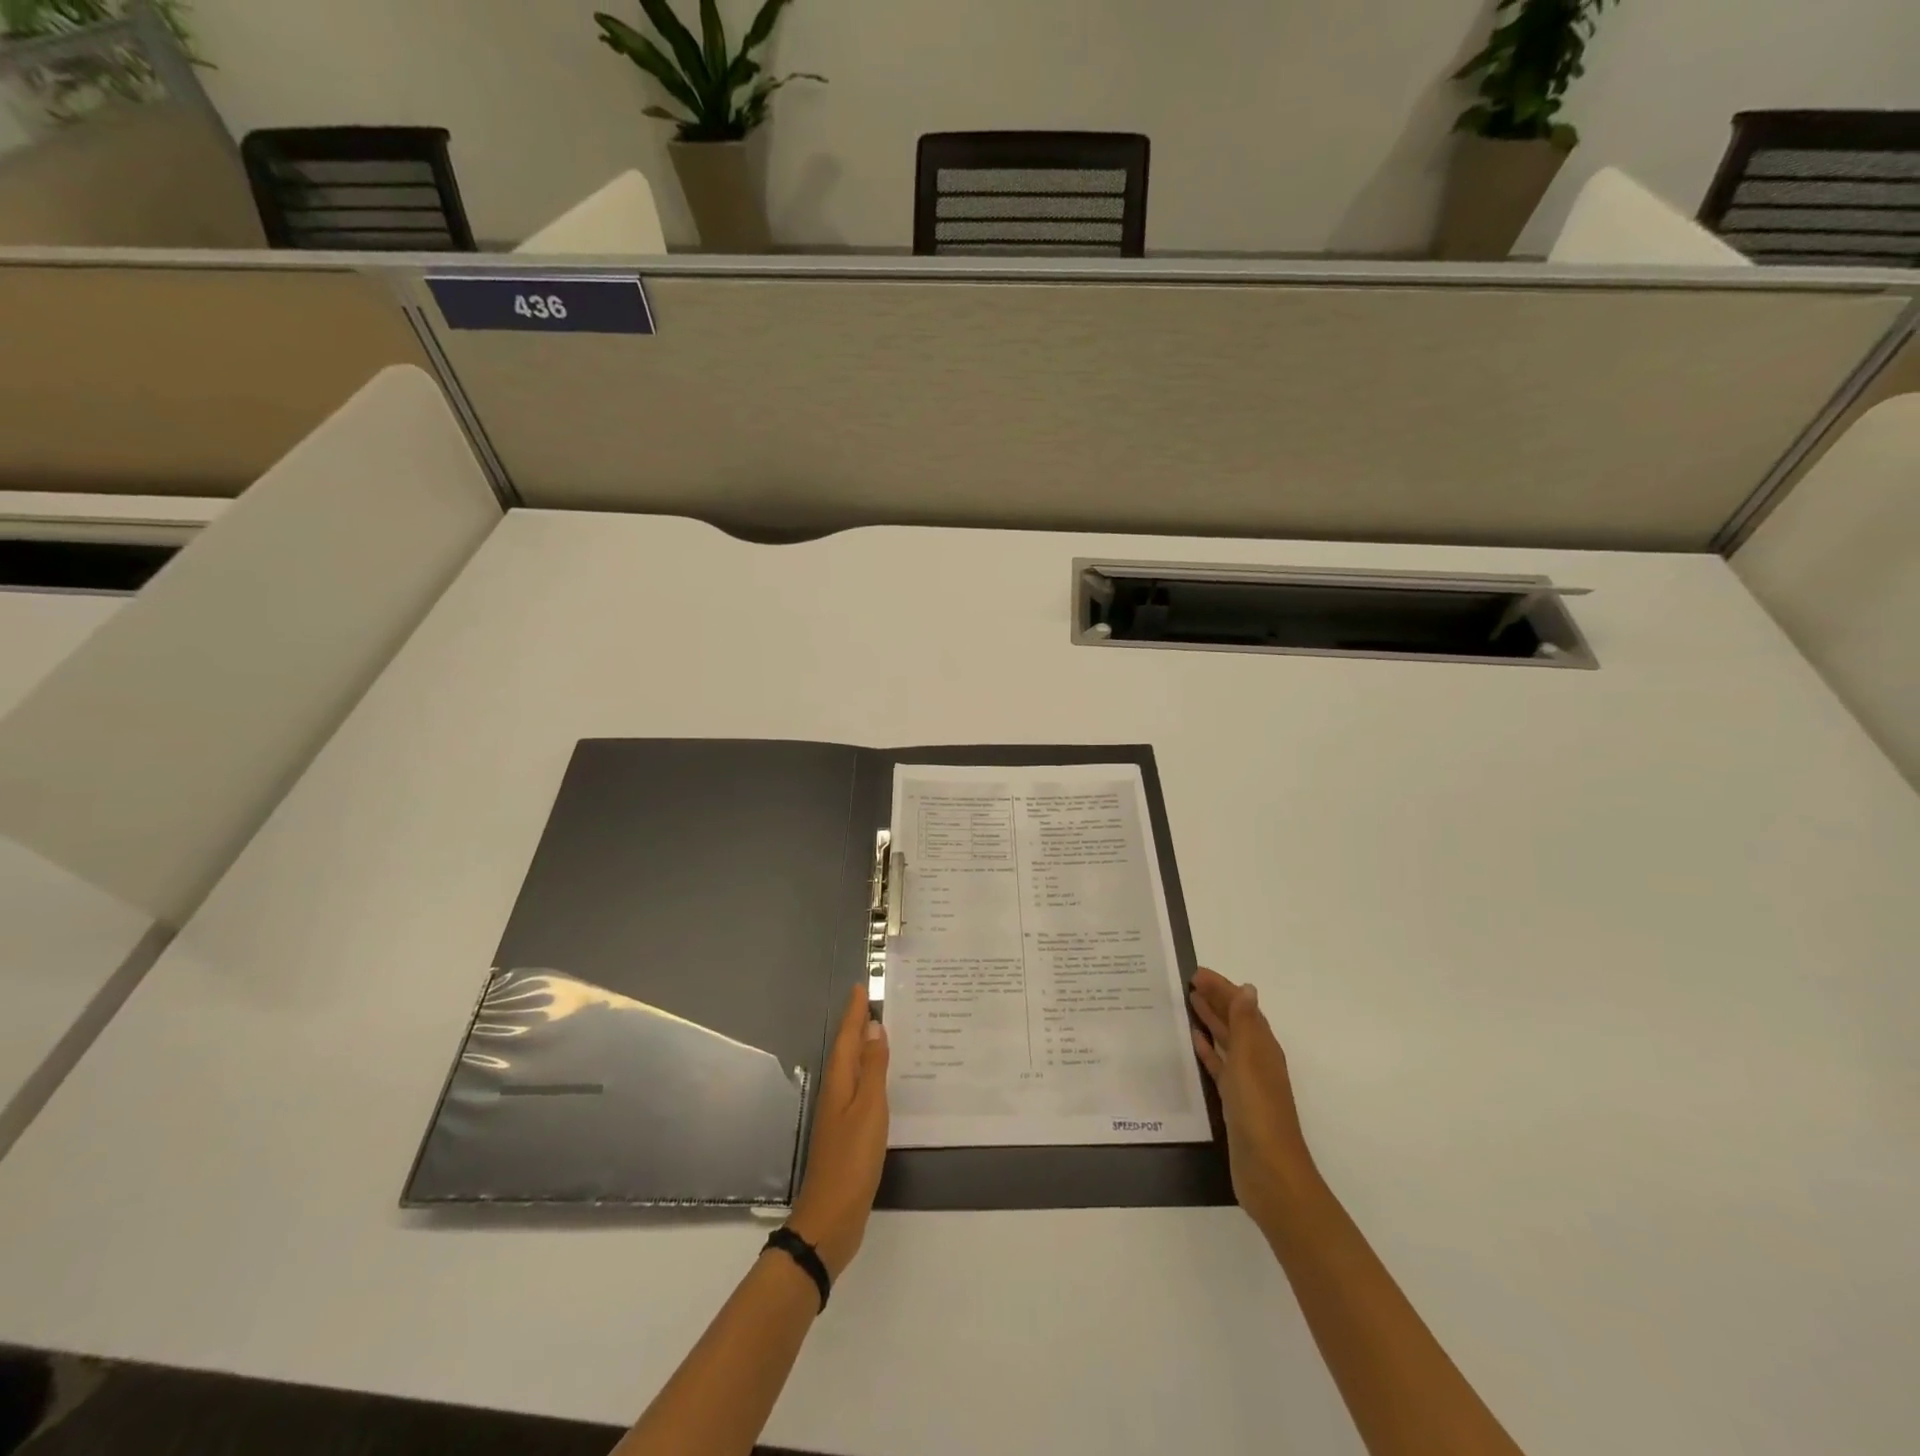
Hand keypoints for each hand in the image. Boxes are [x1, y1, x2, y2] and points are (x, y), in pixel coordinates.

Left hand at [787, 985, 888, 1280]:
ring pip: (853, 1068)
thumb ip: (873, 1068)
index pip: (847, 1037)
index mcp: (840, 1082)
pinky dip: (870, 1073)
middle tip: (876, 1001)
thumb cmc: (852, 1160)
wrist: (831, 1217)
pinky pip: (860, 1088)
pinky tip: (884, 1079)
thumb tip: (873, 1027)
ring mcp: (839, 1114)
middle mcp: (836, 1092)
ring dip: (865, 1047)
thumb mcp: (869, 1109)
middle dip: (858, 1024)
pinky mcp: (847, 1132)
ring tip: (884, 1030)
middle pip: (847, 1049)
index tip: (861, 986)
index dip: (854, 1012)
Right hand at [1189, 967, 1316, 1235]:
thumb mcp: (1249, 1060)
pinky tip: (1195, 1042)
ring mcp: (1246, 1082)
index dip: (1223, 988)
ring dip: (1211, 1021)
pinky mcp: (1234, 1102)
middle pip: (1235, 1022)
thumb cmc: (1259, 1111)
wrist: (1269, 1173)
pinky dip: (1208, 1050)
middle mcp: (1257, 1060)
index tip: (1197, 972)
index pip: (1242, 1007)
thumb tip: (1248, 989)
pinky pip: (1219, 1066)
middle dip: (1216, 1000)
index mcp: (1263, 1048)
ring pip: (1227, 1041)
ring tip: (1189, 1002)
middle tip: (1188, 982)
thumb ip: (1245, 1024)